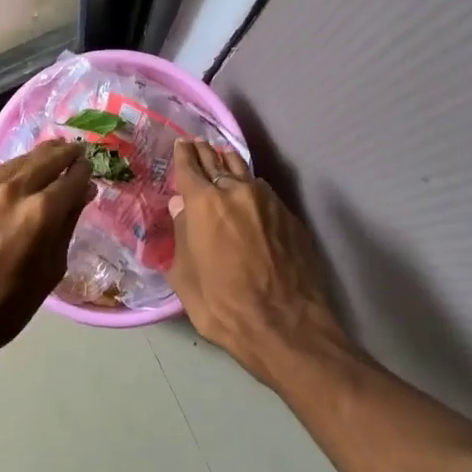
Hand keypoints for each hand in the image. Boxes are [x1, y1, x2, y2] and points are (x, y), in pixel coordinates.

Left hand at [0, 141, 93, 375]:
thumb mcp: (51, 270)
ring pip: (21, 160)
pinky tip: (23, 169)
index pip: (72, 179)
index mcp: (41, 213)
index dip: (85, 172)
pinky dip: (17, 166)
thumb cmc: (7, 306)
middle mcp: (15, 191)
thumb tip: (83, 193)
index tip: (90, 170)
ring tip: (54, 154)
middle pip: (47, 159)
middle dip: (66, 154)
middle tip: (77, 152)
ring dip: (41, 155)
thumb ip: (68, 226)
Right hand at [165, 140, 351, 385]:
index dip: (182, 154)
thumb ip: (180, 236)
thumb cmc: (224, 306)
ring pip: (245, 172)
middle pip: (218, 162)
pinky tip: (250, 195)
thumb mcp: (185, 278)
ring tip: (223, 159)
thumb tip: (181, 208)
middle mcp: (237, 191)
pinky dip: (252, 188)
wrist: (286, 326)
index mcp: (205, 203)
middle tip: (198, 145)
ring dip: (230, 164)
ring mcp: (269, 201)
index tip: (181, 144)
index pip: (189, 167)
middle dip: (205, 153)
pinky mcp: (291, 217)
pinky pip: (265, 193)